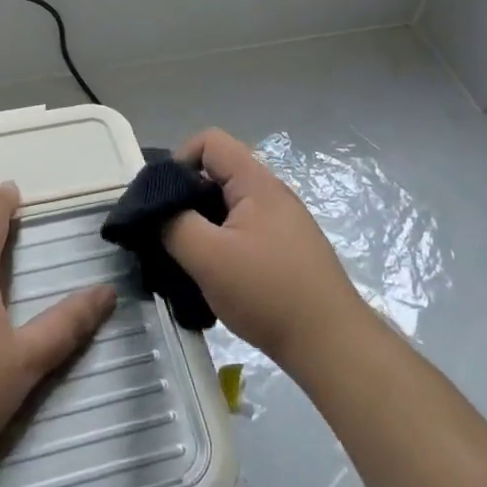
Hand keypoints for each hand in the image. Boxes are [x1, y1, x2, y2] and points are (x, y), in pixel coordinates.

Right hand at [165, 128, 373, 374]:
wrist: (331, 344)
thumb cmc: (267, 292)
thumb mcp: (208, 257)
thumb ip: (174, 224)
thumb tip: (156, 209)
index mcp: (256, 182)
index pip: (210, 141)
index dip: (179, 161)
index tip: (163, 201)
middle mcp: (272, 193)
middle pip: (218, 173)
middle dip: (187, 198)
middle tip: (168, 234)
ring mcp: (282, 222)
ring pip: (229, 206)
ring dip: (203, 226)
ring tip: (188, 260)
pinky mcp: (286, 249)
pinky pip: (243, 230)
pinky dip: (223, 244)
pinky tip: (215, 277)